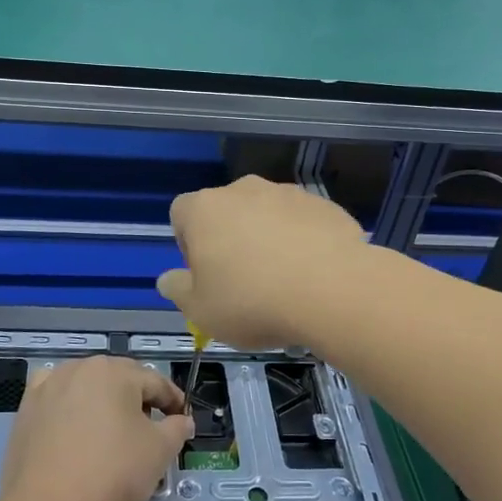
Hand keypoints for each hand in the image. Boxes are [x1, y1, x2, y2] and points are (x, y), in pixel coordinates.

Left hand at [0, 357, 193, 500]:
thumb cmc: (111, 475)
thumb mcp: (159, 453)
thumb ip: (176, 429)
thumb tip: (182, 420)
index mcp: (115, 371)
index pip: (155, 381)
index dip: (173, 401)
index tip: (181, 419)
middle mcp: (80, 367)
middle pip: (119, 380)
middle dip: (138, 400)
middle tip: (151, 429)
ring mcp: (49, 385)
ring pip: (87, 386)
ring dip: (103, 402)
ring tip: (112, 431)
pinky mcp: (26, 408)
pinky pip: (56, 398)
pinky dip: (69, 406)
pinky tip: (73, 425)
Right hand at [157, 176, 367, 348]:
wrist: (333, 290)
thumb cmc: (253, 301)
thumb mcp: (201, 311)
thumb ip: (178, 291)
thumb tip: (168, 279)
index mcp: (205, 209)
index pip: (180, 213)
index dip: (187, 242)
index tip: (203, 273)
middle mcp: (244, 189)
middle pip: (225, 210)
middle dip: (229, 239)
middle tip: (242, 281)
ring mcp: (287, 193)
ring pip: (266, 213)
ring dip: (267, 238)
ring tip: (283, 281)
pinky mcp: (324, 205)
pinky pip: (302, 222)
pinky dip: (302, 241)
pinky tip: (313, 275)